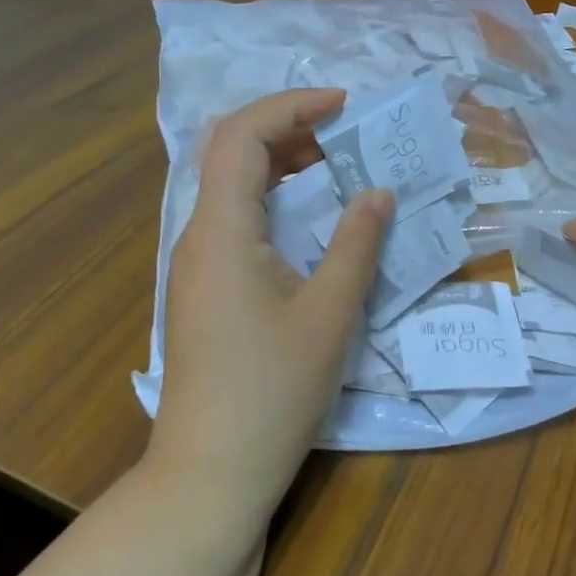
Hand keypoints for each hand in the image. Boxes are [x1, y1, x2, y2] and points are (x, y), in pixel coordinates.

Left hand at [154, 90, 392, 525]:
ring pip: (232, 188)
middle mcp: (198, 236)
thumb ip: (356, 244)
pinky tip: (309, 221)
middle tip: (346, 134)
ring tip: (336, 166)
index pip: (241, 135)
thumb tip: (378, 192)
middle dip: (288, 129)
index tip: (344, 106)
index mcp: (222, 230)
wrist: (211, 469)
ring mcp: (196, 265)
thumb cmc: (272, 390)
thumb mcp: (329, 313)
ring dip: (280, 166)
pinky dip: (272, 202)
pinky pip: (235, 222)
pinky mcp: (204, 290)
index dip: (292, 107)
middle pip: (231, 153)